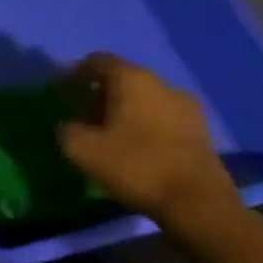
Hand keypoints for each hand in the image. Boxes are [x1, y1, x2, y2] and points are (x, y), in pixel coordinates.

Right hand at [57, 54, 240, 231]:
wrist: (196, 201)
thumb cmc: (134, 165)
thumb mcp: (81, 149)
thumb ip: (66, 129)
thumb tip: (68, 125)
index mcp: (132, 80)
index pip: (98, 61)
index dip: (76, 73)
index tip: (62, 92)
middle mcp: (161, 84)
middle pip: (123, 78)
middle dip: (99, 94)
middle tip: (81, 118)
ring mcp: (186, 106)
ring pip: (144, 98)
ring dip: (122, 110)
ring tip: (107, 136)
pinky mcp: (200, 129)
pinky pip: (161, 116)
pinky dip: (143, 124)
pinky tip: (134, 147)